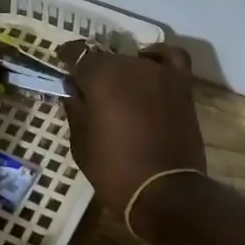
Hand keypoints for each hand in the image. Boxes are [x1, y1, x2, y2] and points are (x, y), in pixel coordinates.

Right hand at [57, 42, 206, 212]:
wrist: (164, 192)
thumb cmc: (114, 170)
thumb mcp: (81, 143)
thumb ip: (75, 109)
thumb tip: (74, 90)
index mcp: (101, 76)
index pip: (79, 53)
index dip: (68, 57)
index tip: (62, 64)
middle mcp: (130, 65)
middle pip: (107, 58)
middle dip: (94, 71)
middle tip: (88, 91)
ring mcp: (159, 73)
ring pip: (135, 61)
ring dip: (123, 71)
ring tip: (118, 90)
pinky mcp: (182, 86)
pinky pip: (172, 58)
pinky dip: (159, 58)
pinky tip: (150, 68)